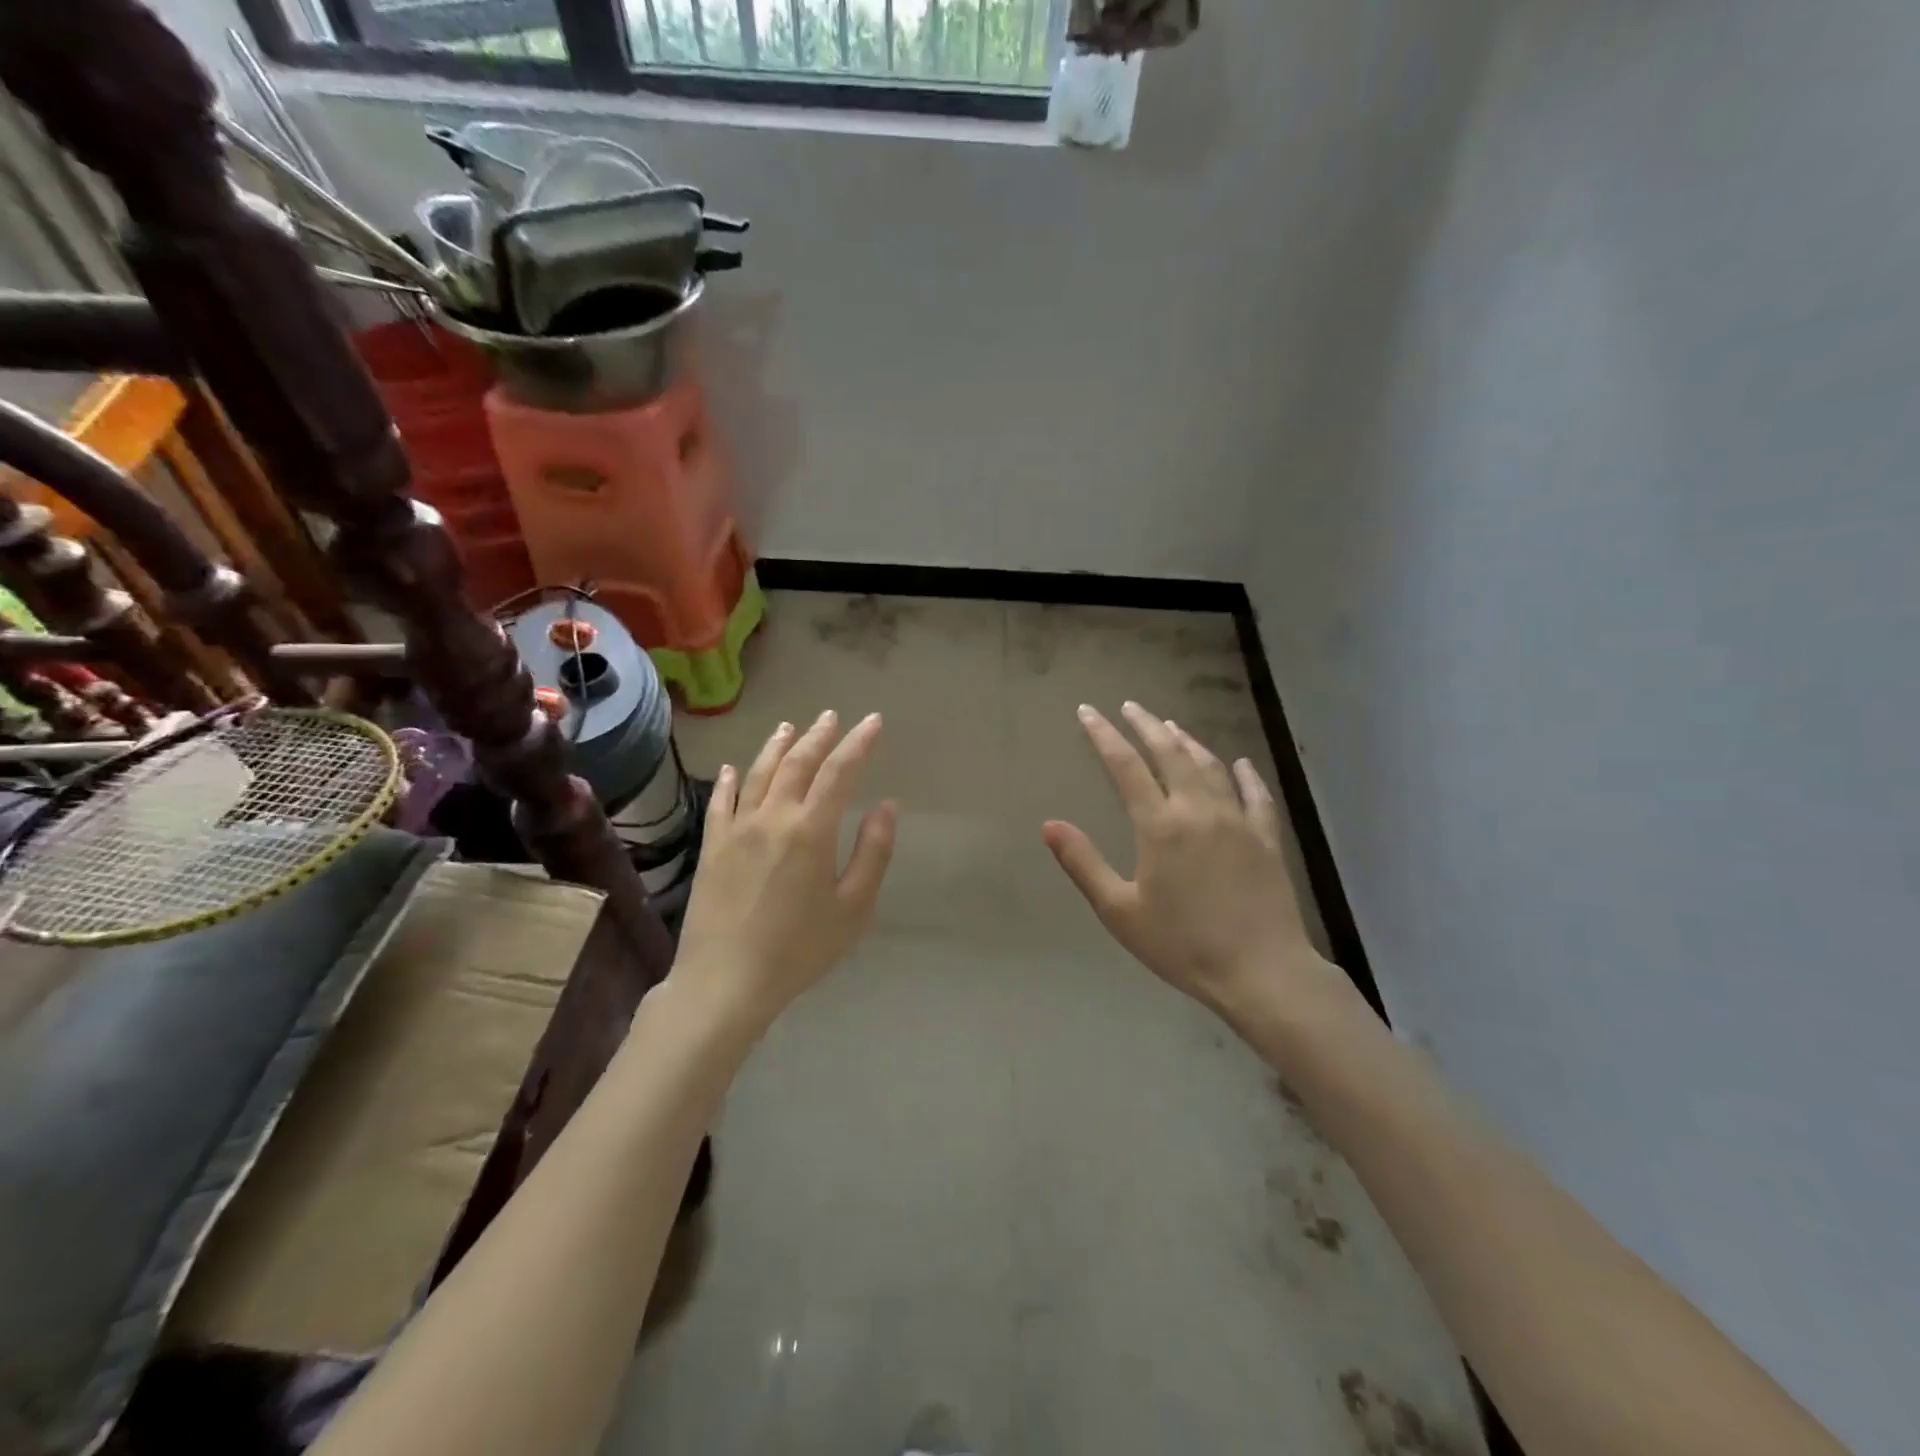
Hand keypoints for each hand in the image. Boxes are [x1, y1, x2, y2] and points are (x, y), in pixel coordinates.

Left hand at [672, 710, 896, 1030]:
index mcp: (811, 830)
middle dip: (819, 736)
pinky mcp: (712, 847)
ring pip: (759, 774)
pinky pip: (721, 802)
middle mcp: (772, 818)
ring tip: (790, 727)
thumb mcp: (853, 908)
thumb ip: (873, 853)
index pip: (840, 772)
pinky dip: (730, 780)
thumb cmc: (799, 950)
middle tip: (833, 717)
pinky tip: (734, 769)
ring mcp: (736, 830)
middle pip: (797, 763)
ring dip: (777, 746)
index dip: (859, 743)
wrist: (725, 982)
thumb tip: (887, 807)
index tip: (873, 722)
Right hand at [1043, 702, 1345, 1026]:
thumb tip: (1049, 824)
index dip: (1104, 735)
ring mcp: (1238, 822)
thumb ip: (1084, 864)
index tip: (1088, 712)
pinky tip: (1240, 763)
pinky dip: (1246, 774)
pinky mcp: (1267, 839)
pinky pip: (1256, 796)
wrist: (1261, 972)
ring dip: (1189, 742)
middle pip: (1170, 754)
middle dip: (1147, 726)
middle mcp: (1199, 811)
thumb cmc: (1182, 945)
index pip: (1126, 767)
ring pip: (1211, 767)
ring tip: (1172, 726)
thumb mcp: (1120, 911)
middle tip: (1131, 706)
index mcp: (1160, 826)